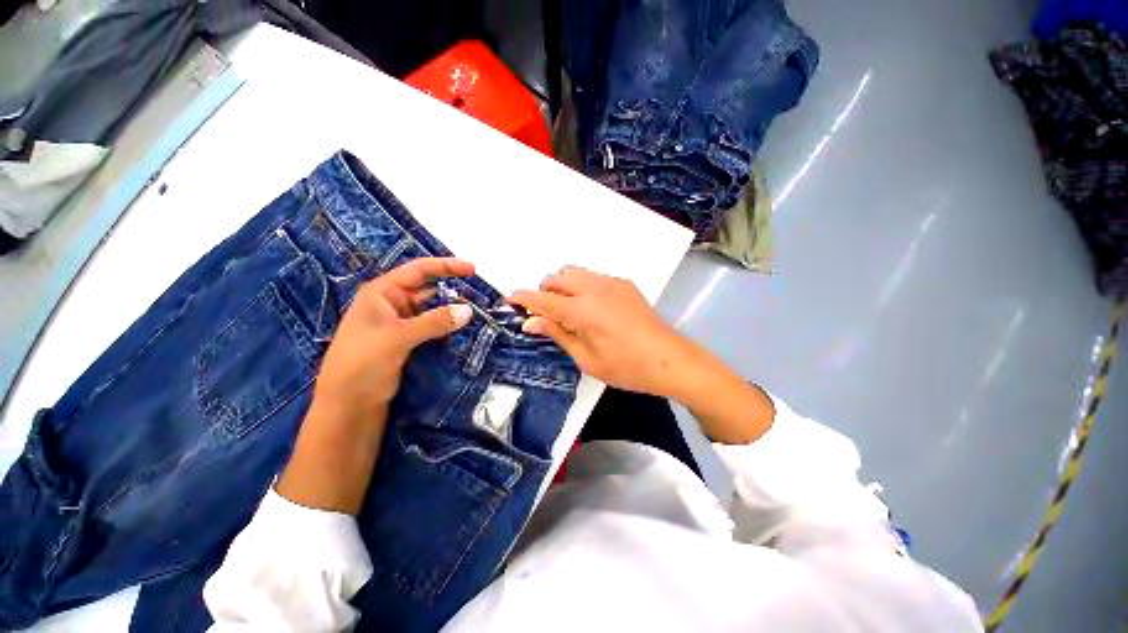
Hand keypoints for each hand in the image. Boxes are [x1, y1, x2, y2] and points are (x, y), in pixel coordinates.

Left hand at [310, 257, 474, 424]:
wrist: (347, 407)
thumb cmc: (361, 364)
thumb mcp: (397, 338)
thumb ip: (434, 322)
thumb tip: (469, 310)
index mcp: (382, 293)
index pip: (418, 270)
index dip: (446, 266)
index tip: (473, 269)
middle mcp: (391, 305)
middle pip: (427, 290)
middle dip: (453, 291)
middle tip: (481, 297)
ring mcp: (400, 325)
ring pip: (432, 311)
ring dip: (452, 311)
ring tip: (478, 314)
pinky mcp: (407, 343)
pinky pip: (432, 328)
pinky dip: (447, 328)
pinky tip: (464, 331)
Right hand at [510, 265, 774, 443]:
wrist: (669, 359)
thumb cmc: (625, 367)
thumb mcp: (586, 358)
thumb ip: (557, 334)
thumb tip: (530, 321)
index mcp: (582, 310)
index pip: (542, 298)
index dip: (523, 297)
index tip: (510, 299)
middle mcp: (594, 288)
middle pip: (557, 277)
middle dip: (544, 291)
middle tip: (545, 314)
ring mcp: (611, 282)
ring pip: (574, 272)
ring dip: (562, 285)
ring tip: (568, 309)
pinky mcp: (624, 283)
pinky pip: (593, 276)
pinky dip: (581, 286)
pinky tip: (592, 307)